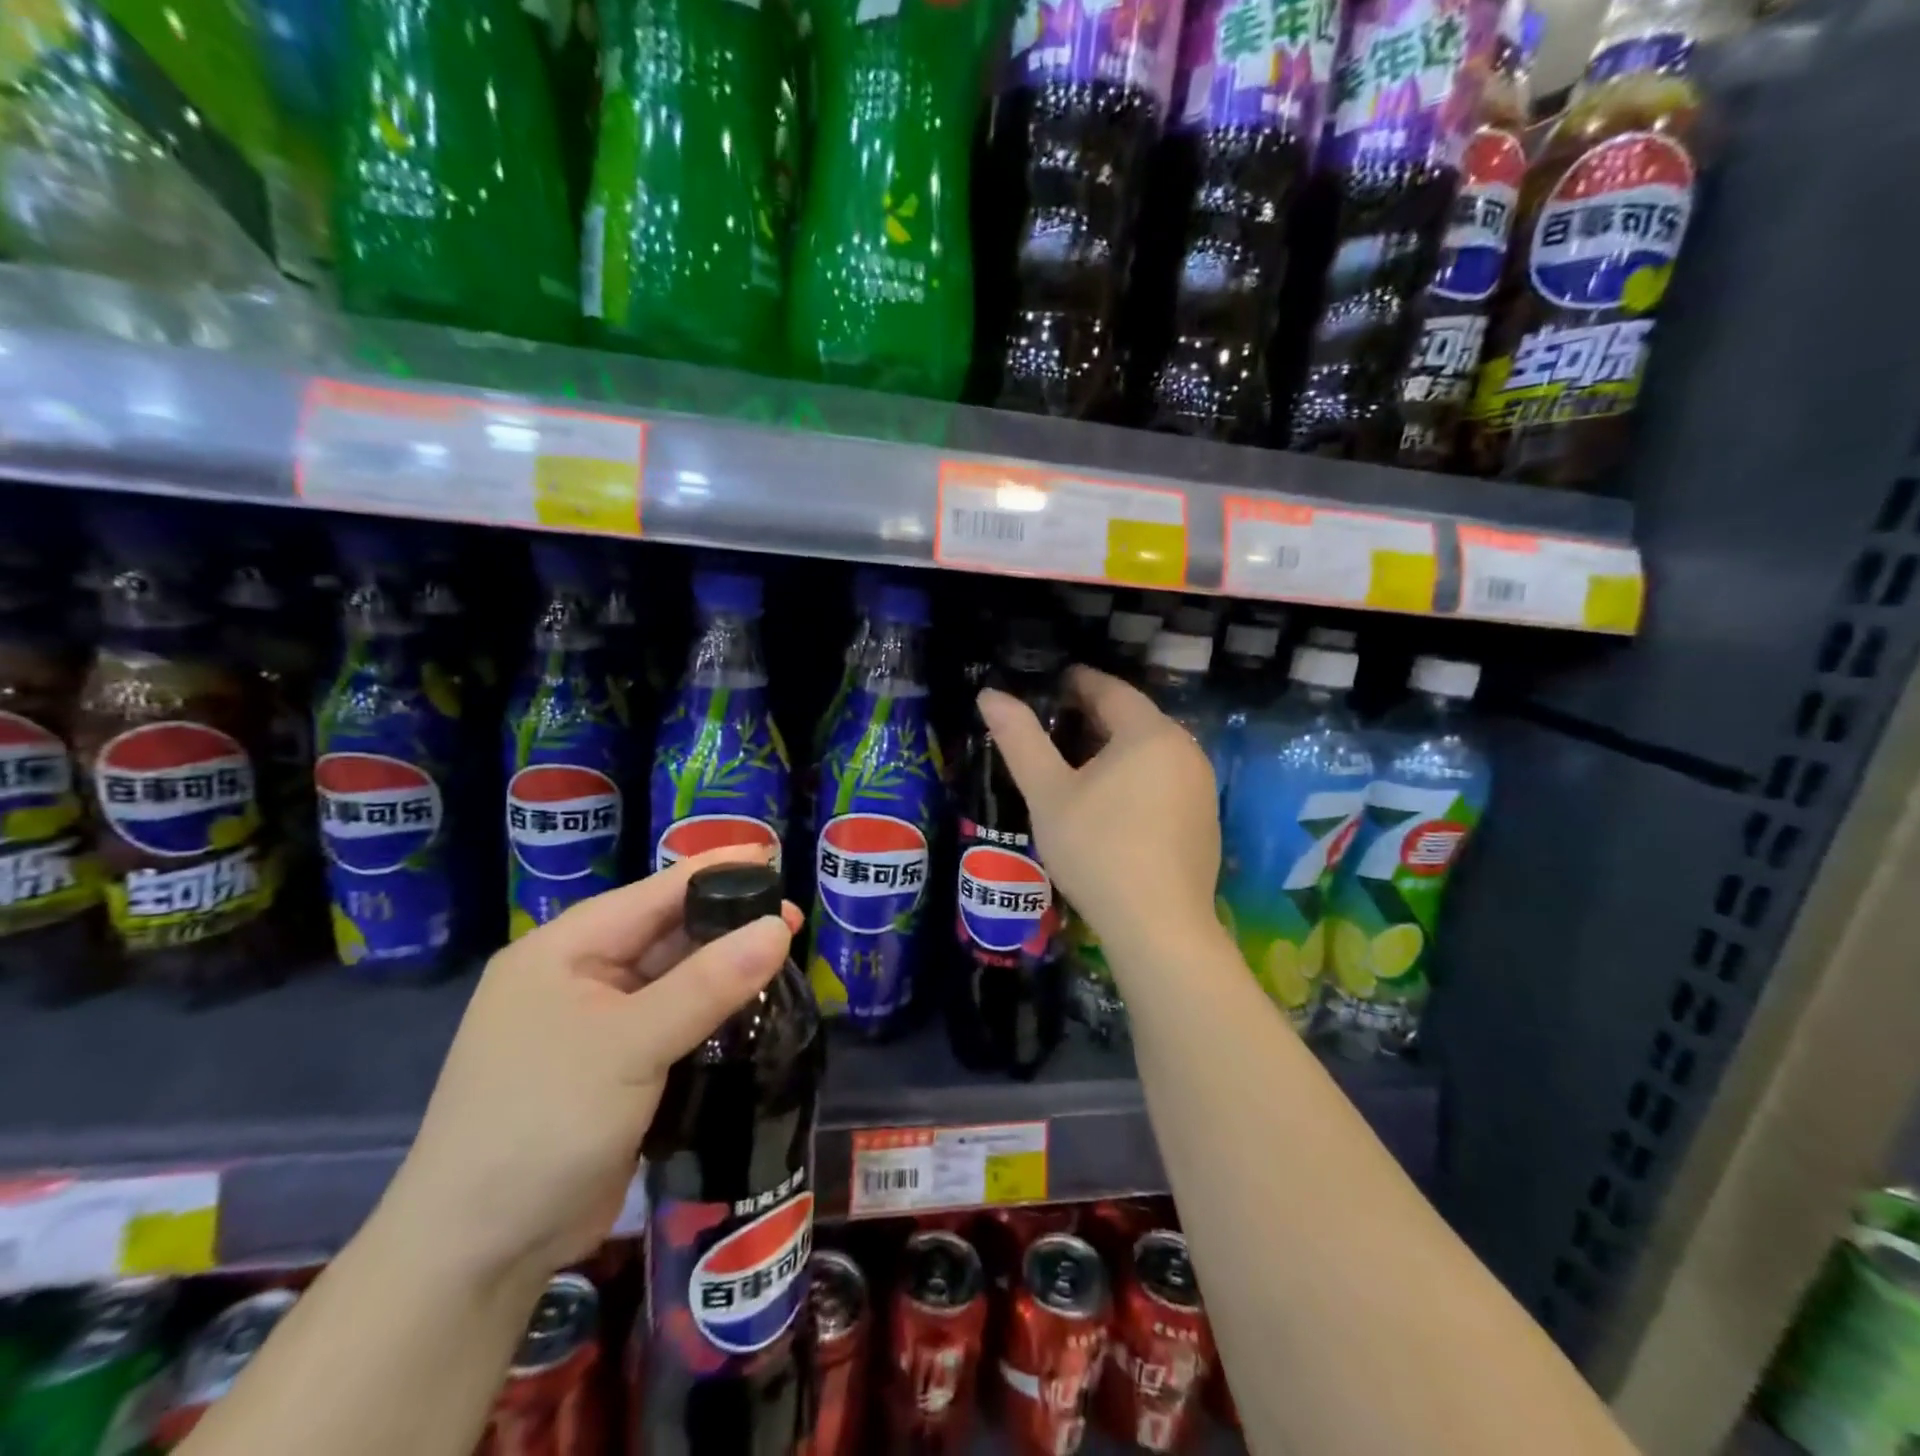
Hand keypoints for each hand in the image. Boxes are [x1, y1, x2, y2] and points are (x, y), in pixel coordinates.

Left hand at [380, 847, 802, 1285]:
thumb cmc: (542, 1124)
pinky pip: (673, 1021)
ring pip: (673, 978)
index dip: (716, 871)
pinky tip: (752, 1009)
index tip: (776, 857)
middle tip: (794, 920)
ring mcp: (595, 1025)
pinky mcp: (614, 1067)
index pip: (654, 893)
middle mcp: (578, 976)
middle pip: (666, 932)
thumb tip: (780, 927)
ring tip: (784, 958)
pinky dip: (710, 1012)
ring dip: (723, 970)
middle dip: (727, 923)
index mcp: (565, 950)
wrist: (477, 1255)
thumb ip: (708, 983)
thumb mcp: (630, 1045)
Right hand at [979, 665, 1219, 947]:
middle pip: (1134, 719)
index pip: (1111, 690)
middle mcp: (1185, 751)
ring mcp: (1201, 787)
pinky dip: (1136, 778)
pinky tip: (1112, 804)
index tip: (1052, 683)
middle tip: (1055, 724)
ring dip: (1116, 749)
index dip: (1078, 682)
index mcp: (1149, 733)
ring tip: (1077, 763)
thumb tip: (990, 695)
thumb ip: (1020, 739)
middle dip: (1095, 716)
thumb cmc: (1097, 849)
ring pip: (1151, 752)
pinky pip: (1165, 781)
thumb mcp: (1048, 793)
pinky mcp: (1205, 820)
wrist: (1158, 926)